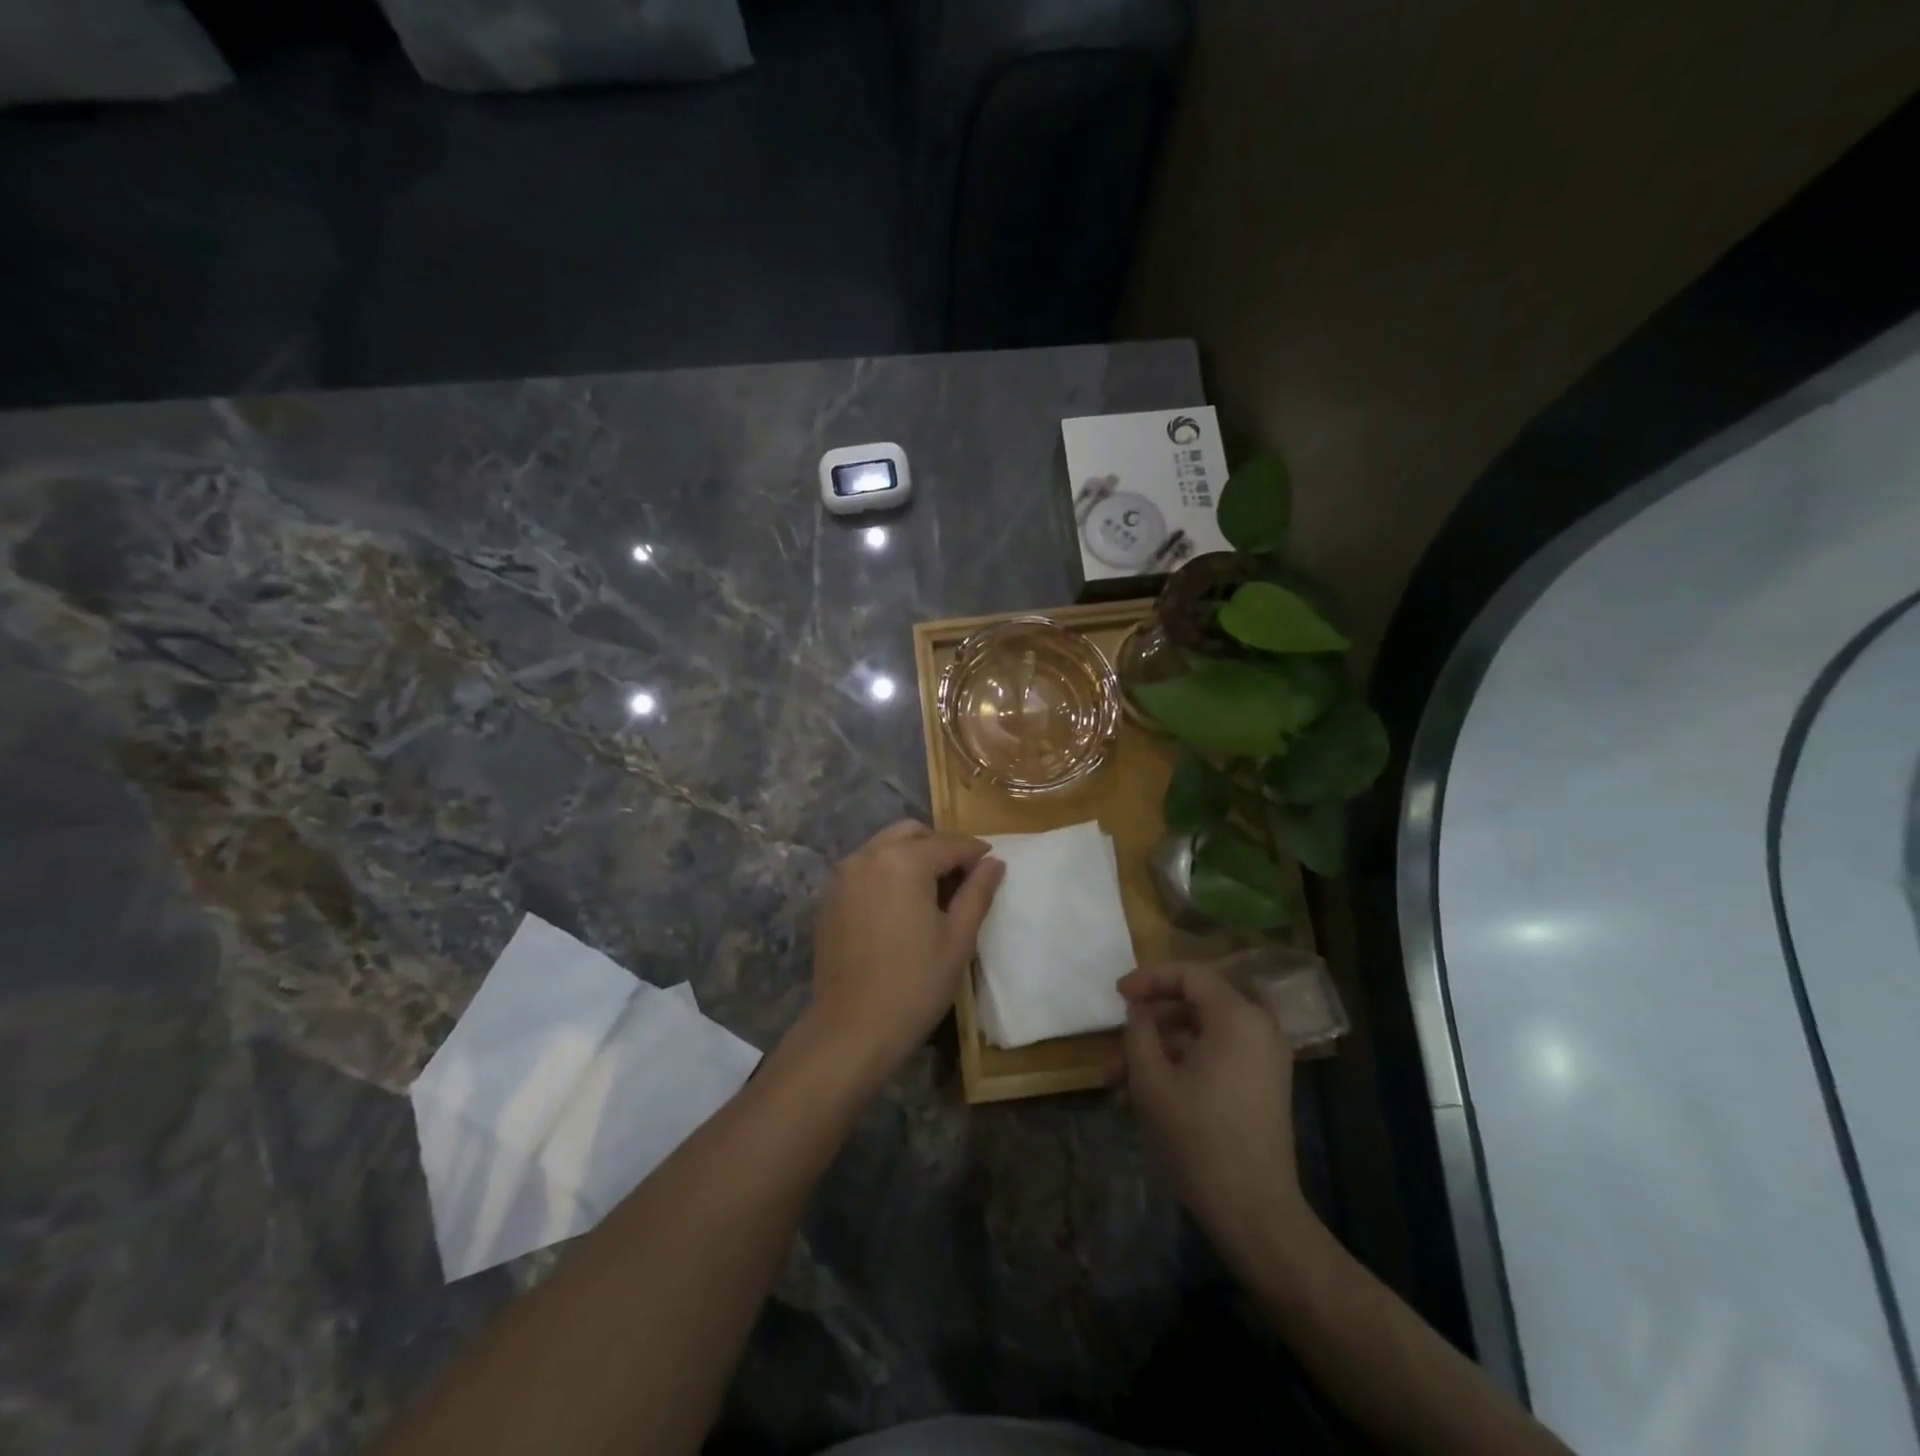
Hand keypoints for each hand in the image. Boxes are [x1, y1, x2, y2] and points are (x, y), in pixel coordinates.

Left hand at [803, 820, 1004, 1091]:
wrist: (851, 1029)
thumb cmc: (915, 985)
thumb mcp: (958, 939)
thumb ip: (978, 893)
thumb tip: (994, 863)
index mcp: (903, 861)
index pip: (949, 845)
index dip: (975, 853)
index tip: (992, 864)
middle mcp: (868, 856)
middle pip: (911, 833)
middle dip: (939, 848)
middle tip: (960, 879)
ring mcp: (842, 875)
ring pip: (884, 846)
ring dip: (910, 857)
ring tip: (930, 893)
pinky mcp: (828, 897)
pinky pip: (863, 868)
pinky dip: (885, 872)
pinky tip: (898, 906)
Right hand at [1119, 962, 1306, 1255]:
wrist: (1254, 1212)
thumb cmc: (1198, 1137)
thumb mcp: (1151, 1079)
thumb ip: (1138, 1032)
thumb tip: (1138, 1011)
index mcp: (1237, 1017)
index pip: (1189, 975)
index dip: (1149, 978)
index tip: (1117, 995)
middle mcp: (1258, 1029)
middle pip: (1194, 1005)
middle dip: (1148, 1023)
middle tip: (1113, 1041)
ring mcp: (1263, 1060)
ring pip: (1200, 1037)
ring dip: (1158, 1051)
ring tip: (1115, 1080)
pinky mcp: (1261, 1087)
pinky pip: (1215, 1059)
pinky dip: (1181, 1066)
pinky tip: (1145, 1095)